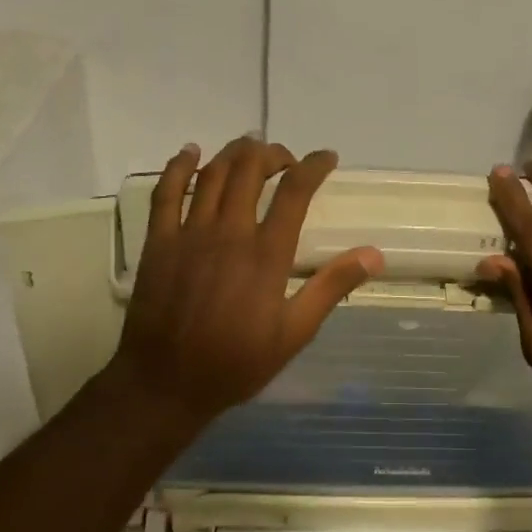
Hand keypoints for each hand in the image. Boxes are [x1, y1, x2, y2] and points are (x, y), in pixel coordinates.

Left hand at [106, 136, 383, 434]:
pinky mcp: (158, 242)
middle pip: (250, 170)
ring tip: (250, 150)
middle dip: (272, 154)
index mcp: (266, 254)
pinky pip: (165, 192)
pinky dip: (179, 166)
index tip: (327, 158)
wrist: (166, 382)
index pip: (294, 192)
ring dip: (234, 154)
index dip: (313, 167)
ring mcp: (188, 234)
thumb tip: (374, 254)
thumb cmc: (236, 362)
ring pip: (212, 174)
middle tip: (286, 159)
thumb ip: (331, 288)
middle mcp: (228, 233)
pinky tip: (191, 153)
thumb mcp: (294, 333)